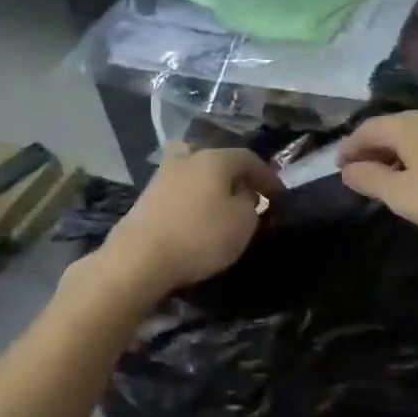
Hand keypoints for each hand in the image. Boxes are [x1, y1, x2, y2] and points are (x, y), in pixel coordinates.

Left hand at [96, 145, 282, 296]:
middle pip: (217, 160)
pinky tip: (196, 218)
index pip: (249, 158)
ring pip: (195, 173)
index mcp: (214, 158)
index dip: (267, 176)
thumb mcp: (243, 223)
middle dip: (235, 177)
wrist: (138, 258)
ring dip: (211, 187)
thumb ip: (250, 204)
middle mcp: (187, 159)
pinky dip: (192, 200)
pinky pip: (179, 192)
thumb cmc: (200, 236)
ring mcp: (162, 176)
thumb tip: (243, 195)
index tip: (279, 196)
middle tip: (247, 197)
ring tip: (221, 209)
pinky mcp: (146, 198)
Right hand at [336, 106, 417, 233]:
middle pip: (393, 127)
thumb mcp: (405, 195)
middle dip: (374, 148)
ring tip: (393, 174)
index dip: (350, 147)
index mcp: (407, 125)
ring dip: (400, 151)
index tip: (338, 165)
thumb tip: (347, 170)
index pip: (367, 129)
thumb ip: (372, 180)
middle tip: (362, 170)